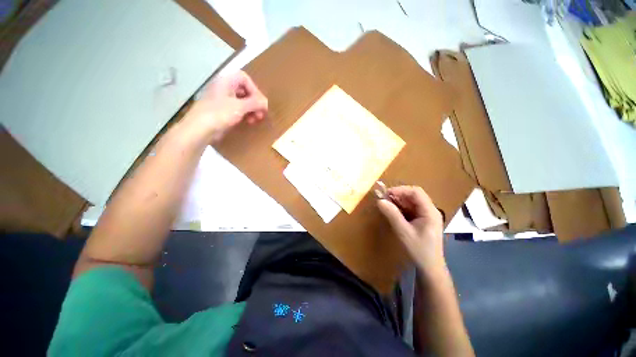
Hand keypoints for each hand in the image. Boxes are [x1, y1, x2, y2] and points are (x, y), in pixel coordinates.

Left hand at [184, 71, 267, 142]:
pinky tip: (248, 121)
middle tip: (261, 114)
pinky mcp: (222, 111)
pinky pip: (237, 109)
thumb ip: (255, 103)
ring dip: (251, 109)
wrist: (200, 129)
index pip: (245, 79)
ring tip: (256, 119)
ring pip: (242, 101)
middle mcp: (224, 88)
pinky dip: (245, 114)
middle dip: (255, 102)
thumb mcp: (240, 107)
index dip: (255, 90)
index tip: (260, 103)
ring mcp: (222, 100)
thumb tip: (266, 102)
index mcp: (226, 81)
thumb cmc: (220, 113)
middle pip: (244, 90)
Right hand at [377, 186, 445, 273]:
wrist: (430, 267)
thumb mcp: (404, 232)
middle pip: (414, 195)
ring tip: (386, 205)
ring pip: (411, 202)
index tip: (386, 194)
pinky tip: (393, 212)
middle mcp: (430, 210)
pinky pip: (411, 209)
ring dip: (398, 201)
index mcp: (430, 211)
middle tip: (384, 199)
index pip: (416, 192)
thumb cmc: (419, 250)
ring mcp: (427, 215)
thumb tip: (379, 201)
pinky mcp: (423, 220)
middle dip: (398, 195)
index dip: (400, 190)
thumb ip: (392, 215)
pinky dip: (401, 208)